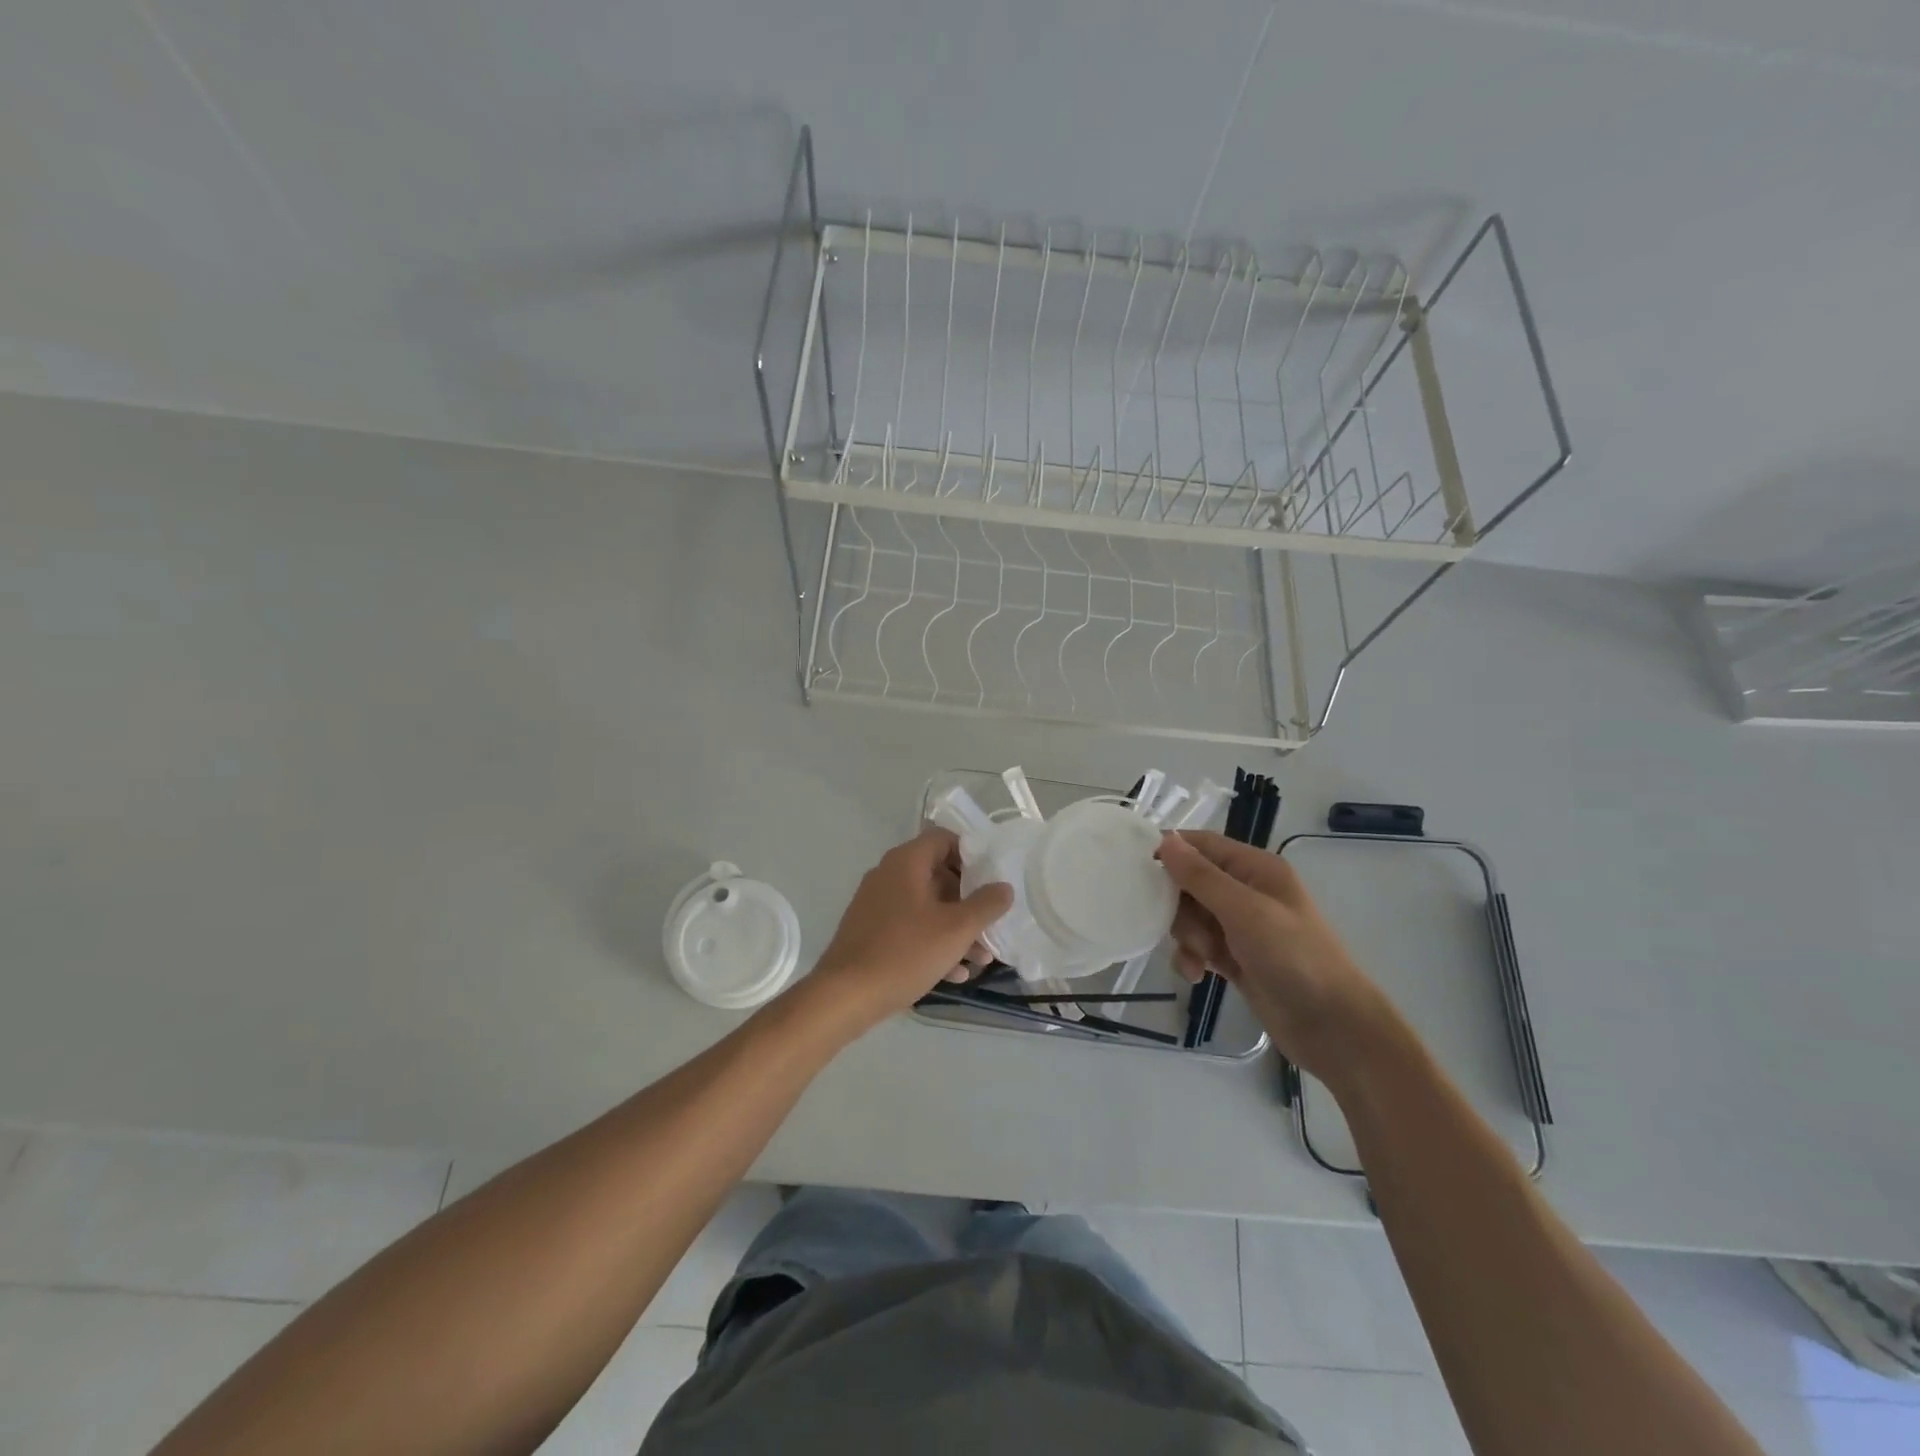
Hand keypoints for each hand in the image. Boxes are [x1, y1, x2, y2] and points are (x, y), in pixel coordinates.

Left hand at [807, 828, 1013, 1030]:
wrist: (845, 995)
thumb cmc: (905, 952)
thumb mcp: (956, 929)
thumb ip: (986, 904)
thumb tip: (1004, 887)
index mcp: (906, 862)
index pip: (944, 839)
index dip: (972, 855)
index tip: (992, 880)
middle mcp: (888, 875)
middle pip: (938, 875)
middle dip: (968, 902)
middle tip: (990, 925)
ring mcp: (876, 904)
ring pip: (926, 907)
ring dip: (955, 929)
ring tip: (981, 959)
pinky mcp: (870, 932)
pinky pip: (909, 928)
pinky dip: (933, 943)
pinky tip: (954, 974)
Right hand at [1157, 831, 1389, 1079]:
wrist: (1333, 1027)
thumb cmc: (1294, 957)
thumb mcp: (1244, 911)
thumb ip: (1201, 876)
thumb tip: (1166, 839)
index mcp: (1255, 869)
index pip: (1201, 845)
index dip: (1170, 851)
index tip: (1135, 869)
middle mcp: (1246, 891)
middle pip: (1190, 882)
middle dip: (1179, 906)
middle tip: (1186, 929)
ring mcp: (1241, 926)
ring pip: (1190, 916)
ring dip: (1186, 936)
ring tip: (1201, 958)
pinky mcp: (1235, 957)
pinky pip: (1198, 946)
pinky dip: (1192, 957)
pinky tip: (1198, 975)